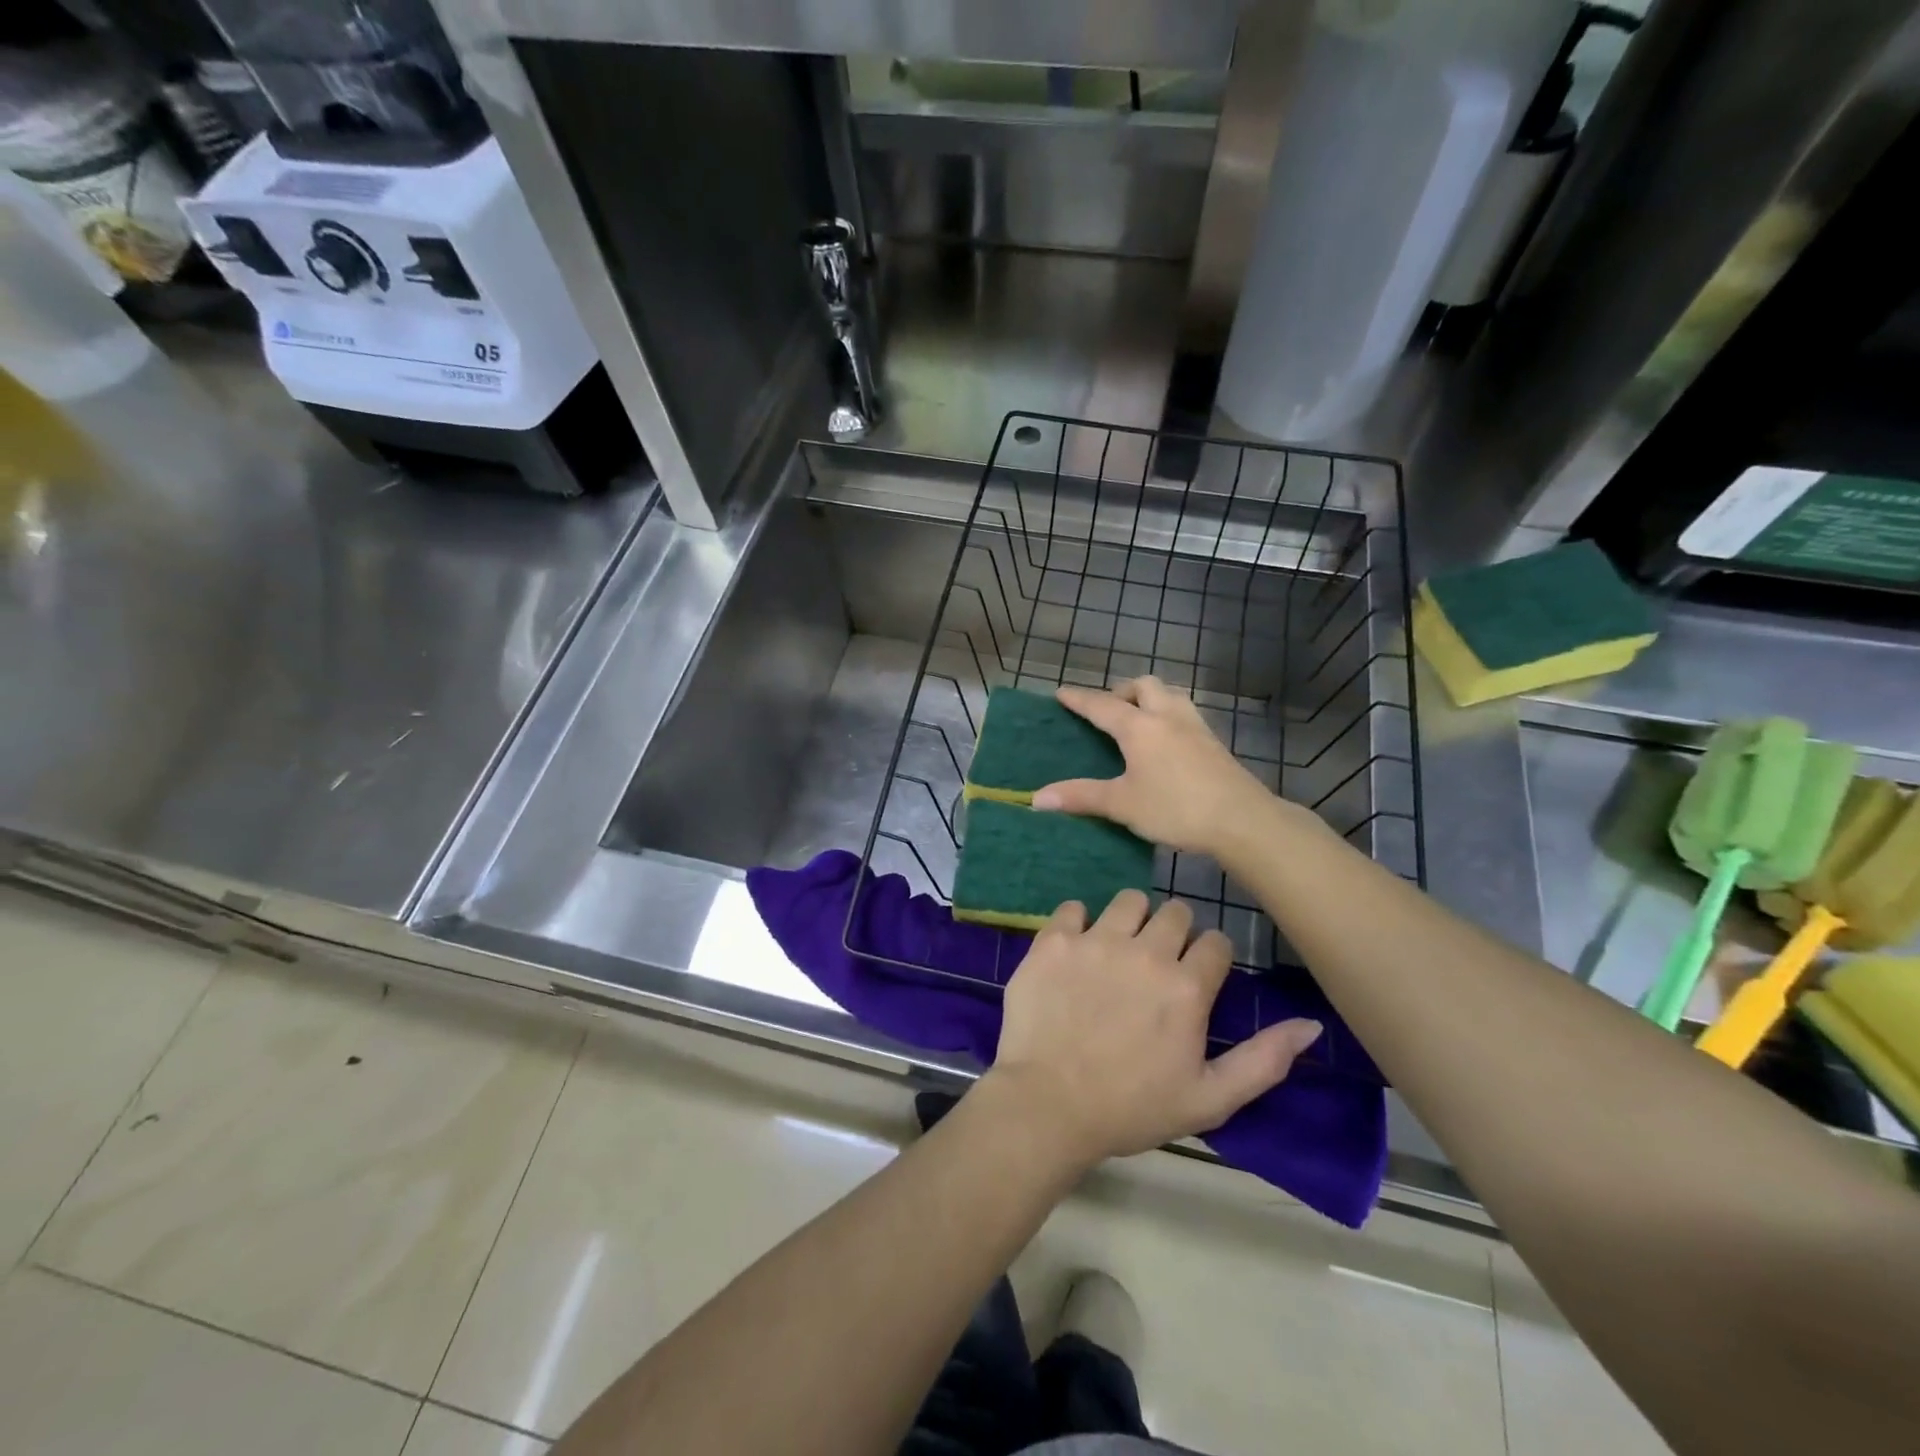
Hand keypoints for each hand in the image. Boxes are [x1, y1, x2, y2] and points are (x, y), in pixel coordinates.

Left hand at [988, 891, 1323, 1167]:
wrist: (1047, 1105)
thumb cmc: (1131, 1108)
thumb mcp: (1209, 1099)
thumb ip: (1264, 1059)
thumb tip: (1312, 1024)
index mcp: (1187, 986)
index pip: (1216, 942)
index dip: (1209, 957)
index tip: (1196, 974)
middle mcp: (1146, 951)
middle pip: (1175, 912)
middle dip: (1174, 932)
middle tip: (1156, 963)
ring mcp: (1096, 940)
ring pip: (1128, 900)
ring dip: (1130, 919)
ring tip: (1118, 949)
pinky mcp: (1054, 940)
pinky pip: (1073, 907)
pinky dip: (1077, 923)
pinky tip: (1076, 950)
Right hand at [1032, 677, 1296, 858]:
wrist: (1242, 820)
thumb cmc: (1176, 808)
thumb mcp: (1122, 804)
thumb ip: (1080, 797)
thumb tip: (1036, 798)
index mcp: (1139, 726)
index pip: (1101, 705)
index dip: (1079, 699)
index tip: (1061, 693)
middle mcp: (1167, 716)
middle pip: (1143, 686)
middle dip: (1121, 691)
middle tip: (1108, 713)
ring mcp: (1195, 727)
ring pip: (1169, 695)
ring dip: (1149, 699)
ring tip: (1137, 722)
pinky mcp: (1214, 743)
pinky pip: (1184, 714)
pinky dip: (1167, 716)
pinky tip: (1166, 744)